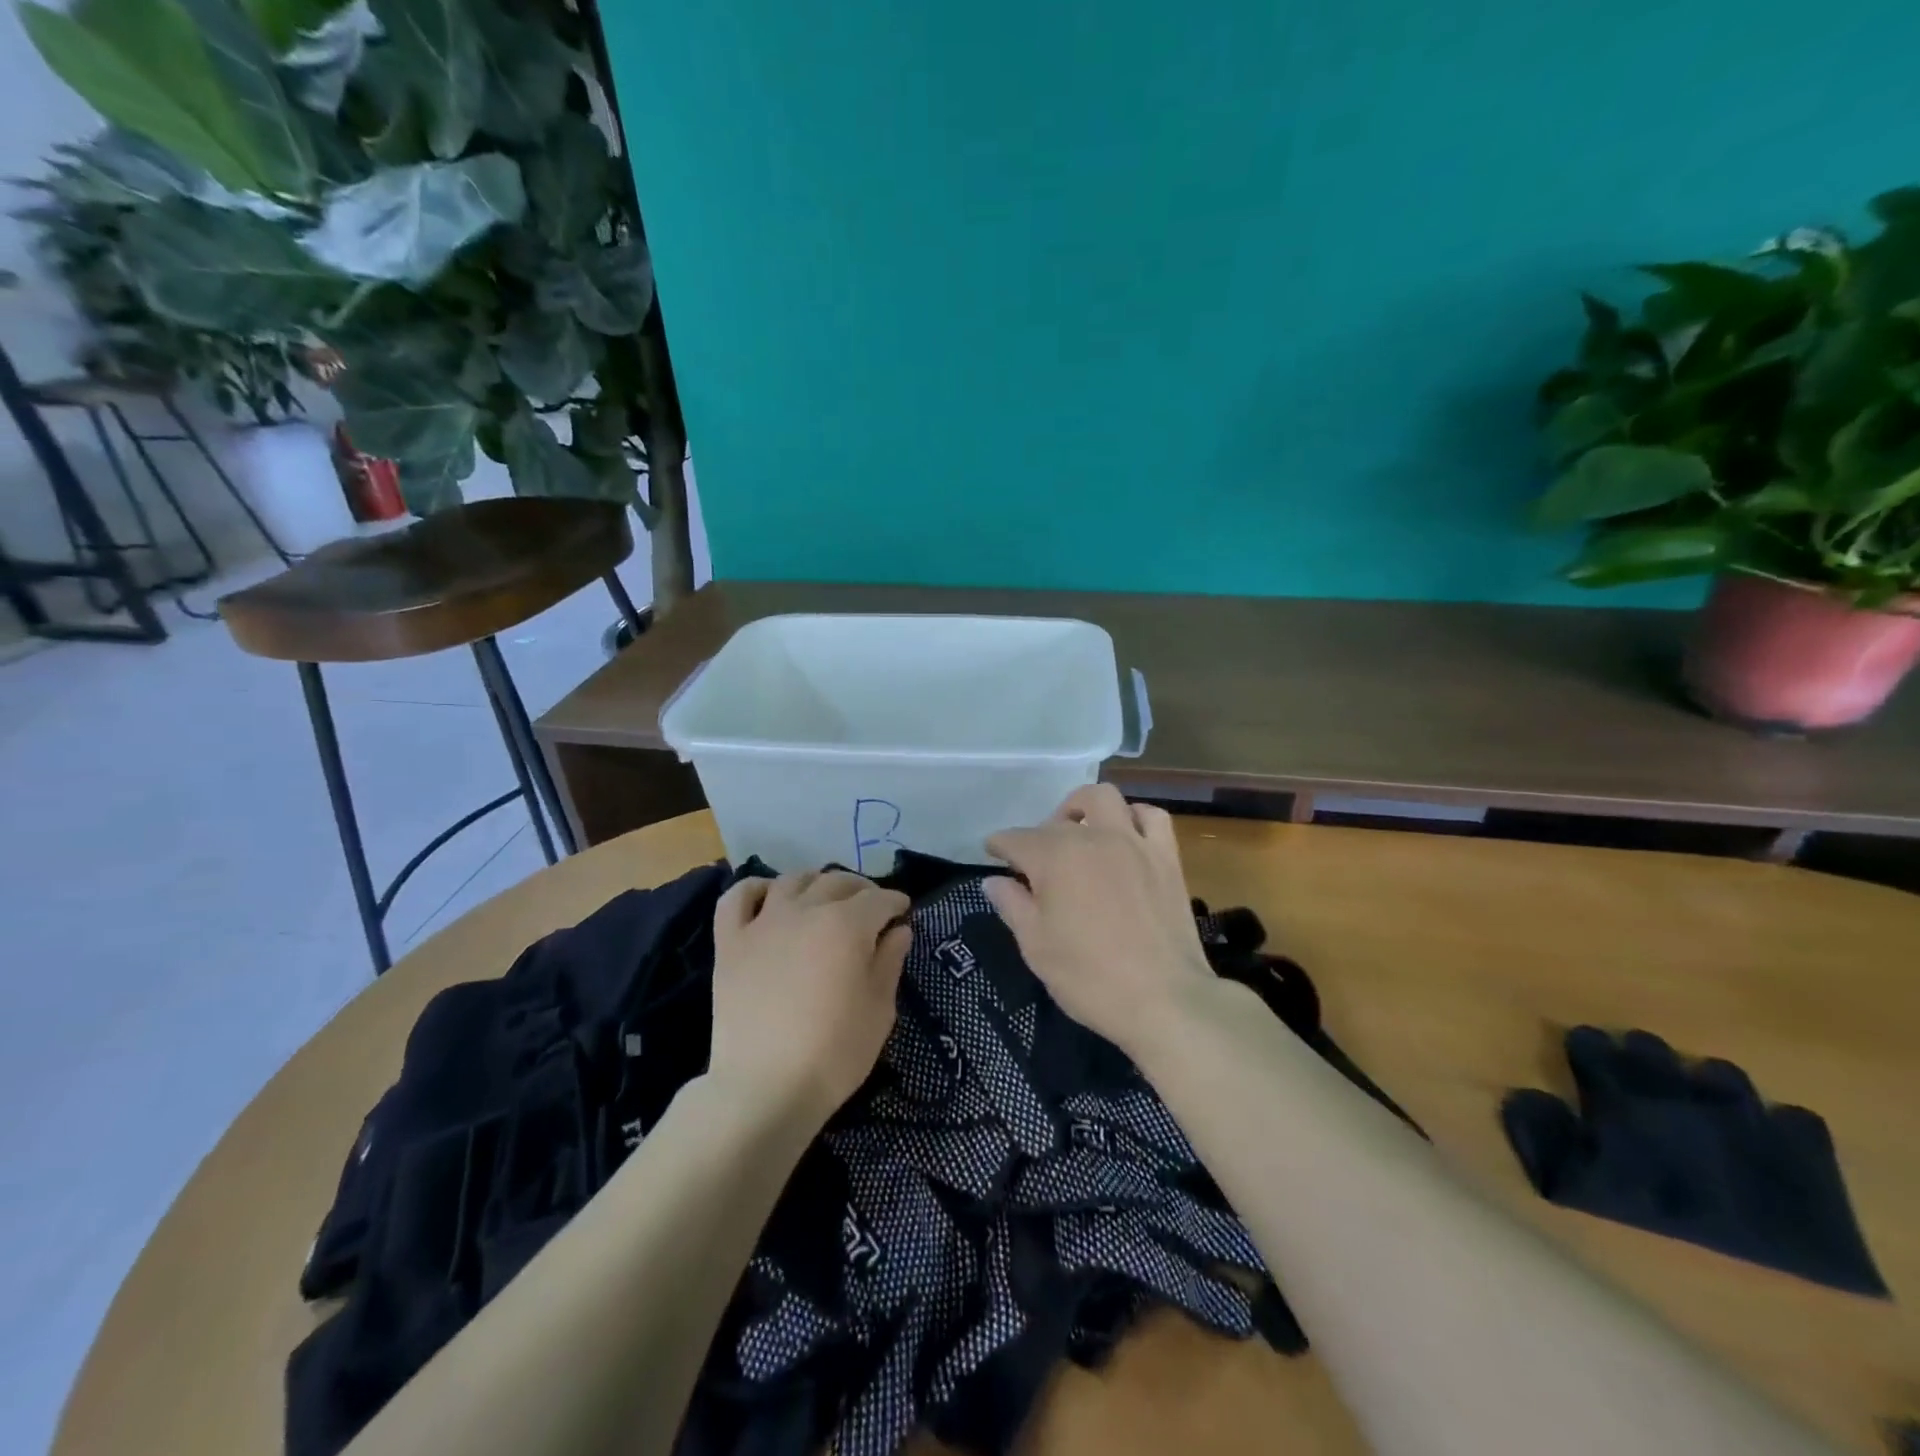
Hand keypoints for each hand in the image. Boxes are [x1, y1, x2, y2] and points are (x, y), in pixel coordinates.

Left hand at [707, 870, 911, 1122]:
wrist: (764, 1087)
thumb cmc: (834, 1053)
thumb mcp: (880, 1010)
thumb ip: (890, 961)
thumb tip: (898, 930)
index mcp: (847, 925)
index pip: (879, 900)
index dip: (896, 903)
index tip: (903, 913)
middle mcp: (806, 910)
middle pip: (838, 882)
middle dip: (861, 890)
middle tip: (870, 908)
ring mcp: (764, 922)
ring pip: (793, 880)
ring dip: (816, 883)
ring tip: (824, 900)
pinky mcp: (731, 941)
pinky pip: (737, 897)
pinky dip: (756, 888)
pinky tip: (769, 897)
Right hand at [985, 785, 1215, 1059]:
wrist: (1164, 1000)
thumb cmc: (1089, 977)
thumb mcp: (1036, 946)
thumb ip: (1012, 905)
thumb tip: (993, 881)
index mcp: (1054, 857)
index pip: (1015, 839)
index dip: (998, 846)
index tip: (992, 854)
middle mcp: (1092, 837)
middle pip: (1057, 820)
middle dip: (1038, 835)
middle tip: (1037, 863)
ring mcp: (1133, 842)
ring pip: (1104, 798)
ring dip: (1084, 808)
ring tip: (1079, 832)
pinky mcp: (1165, 856)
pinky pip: (1151, 816)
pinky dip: (1133, 818)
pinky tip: (1126, 836)